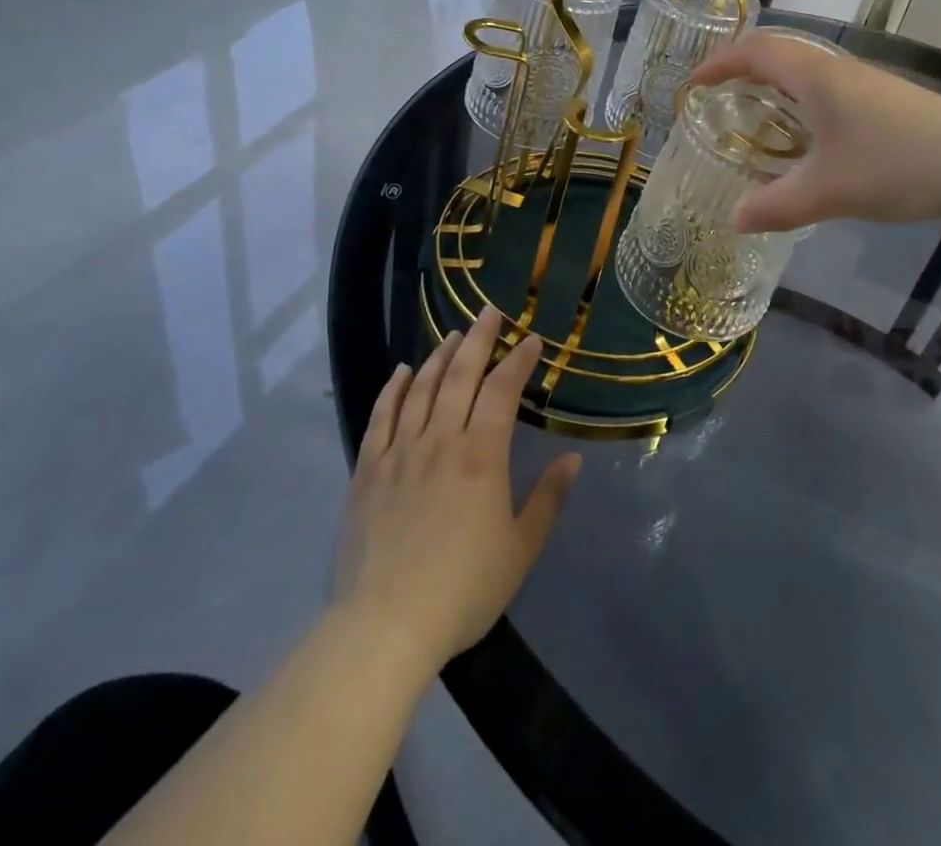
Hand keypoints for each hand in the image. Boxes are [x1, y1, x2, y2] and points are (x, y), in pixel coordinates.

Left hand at [331, 307, 580, 675]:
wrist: (384, 626)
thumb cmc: (462, 589)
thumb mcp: (520, 549)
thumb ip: (548, 499)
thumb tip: (573, 458)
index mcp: (480, 456)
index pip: (501, 391)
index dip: (518, 361)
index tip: (531, 340)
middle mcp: (439, 441)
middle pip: (460, 376)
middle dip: (478, 339)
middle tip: (489, 312)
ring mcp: (399, 453)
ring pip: (421, 389)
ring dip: (439, 356)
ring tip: (452, 334)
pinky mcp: (367, 471)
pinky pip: (381, 417)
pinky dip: (393, 388)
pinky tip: (403, 370)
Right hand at [689, 31, 940, 232]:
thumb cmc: (893, 164)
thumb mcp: (826, 191)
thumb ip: (774, 206)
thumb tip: (734, 220)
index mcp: (815, 76)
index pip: (756, 52)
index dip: (720, 63)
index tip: (694, 84)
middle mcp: (838, 69)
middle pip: (781, 54)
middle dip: (744, 71)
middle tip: (719, 98)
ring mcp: (867, 83)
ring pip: (808, 73)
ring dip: (776, 87)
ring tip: (757, 118)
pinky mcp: (887, 102)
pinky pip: (829, 91)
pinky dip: (803, 104)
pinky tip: (810, 139)